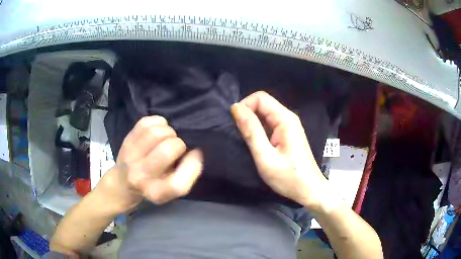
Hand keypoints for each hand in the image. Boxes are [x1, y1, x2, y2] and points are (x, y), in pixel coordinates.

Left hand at [96, 116, 202, 213]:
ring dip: (168, 131)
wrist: (122, 183)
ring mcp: (131, 156)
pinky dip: (158, 122)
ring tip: (167, 137)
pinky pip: (146, 122)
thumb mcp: (171, 189)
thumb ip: (187, 174)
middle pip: (167, 150)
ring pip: (156, 133)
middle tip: (177, 146)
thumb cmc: (152, 186)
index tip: (194, 154)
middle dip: (178, 143)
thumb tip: (195, 149)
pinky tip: (159, 129)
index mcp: (156, 193)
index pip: (178, 184)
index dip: (192, 165)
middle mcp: (140, 177)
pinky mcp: (126, 141)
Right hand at [231, 91, 327, 209]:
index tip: (235, 124)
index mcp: (285, 119)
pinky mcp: (288, 134)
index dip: (244, 106)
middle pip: (263, 104)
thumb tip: (236, 108)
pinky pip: (270, 124)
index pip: (260, 97)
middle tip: (239, 135)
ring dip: (252, 123)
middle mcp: (288, 117)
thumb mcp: (265, 157)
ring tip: (245, 140)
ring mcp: (289, 126)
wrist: (309, 190)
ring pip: (265, 114)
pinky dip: (259, 129)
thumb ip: (251, 131)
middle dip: (247, 114)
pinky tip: (256, 143)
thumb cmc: (288, 177)